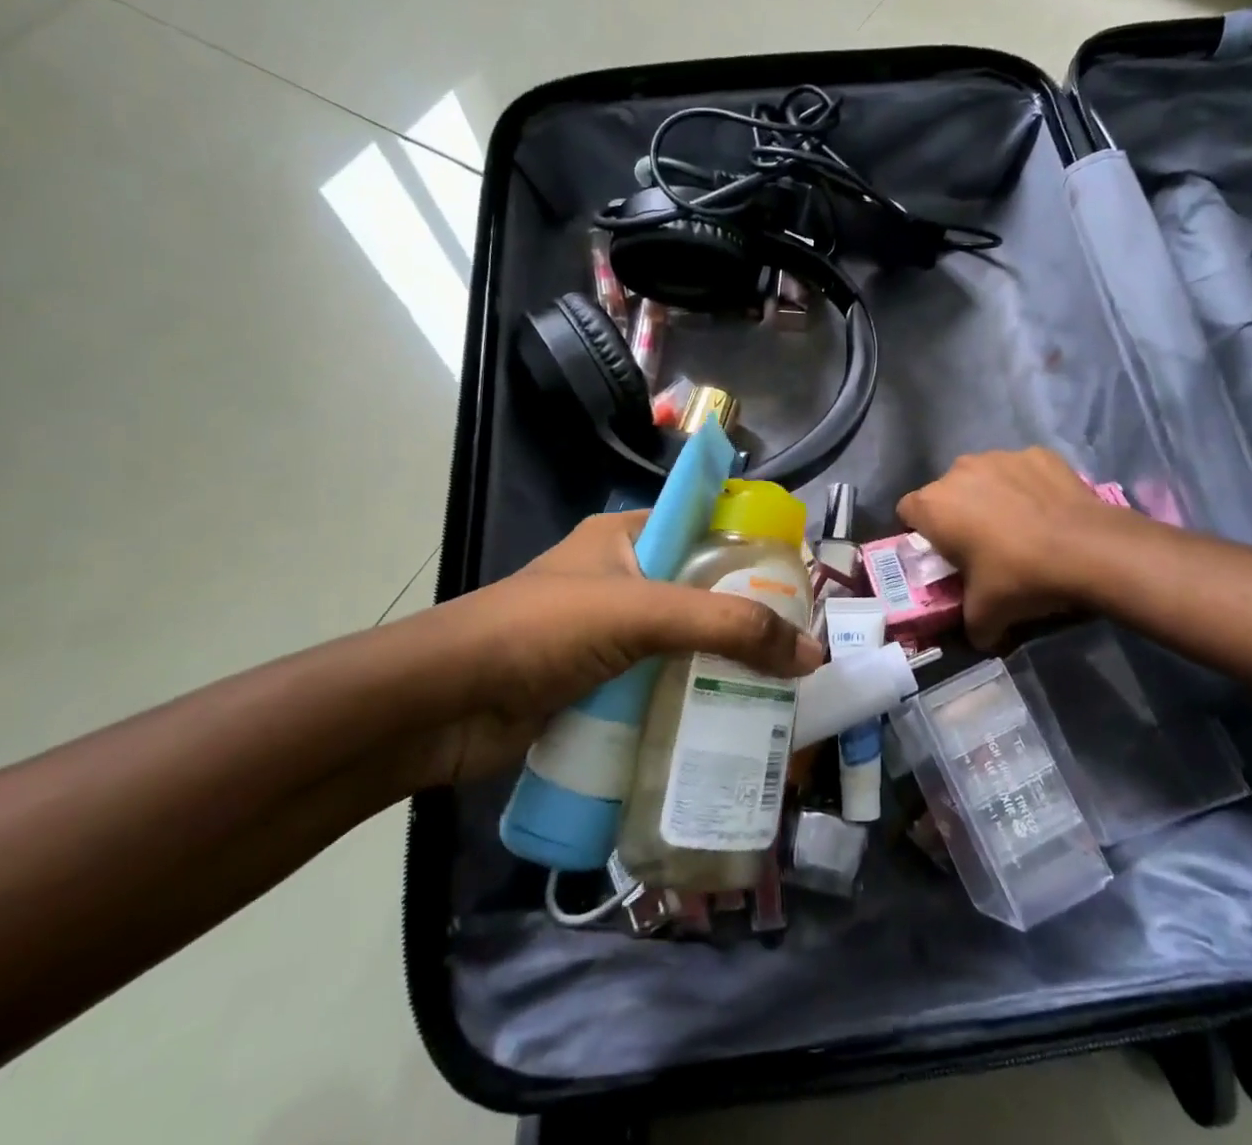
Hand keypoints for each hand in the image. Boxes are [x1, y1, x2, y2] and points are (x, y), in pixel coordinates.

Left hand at [405, 512, 822, 784]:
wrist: (439, 707)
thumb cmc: (540, 631)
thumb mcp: (641, 612)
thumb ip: (726, 626)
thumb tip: (811, 654)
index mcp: (627, 537)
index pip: (706, 527)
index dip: (753, 549)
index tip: (801, 583)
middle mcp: (622, 579)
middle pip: (701, 592)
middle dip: (746, 619)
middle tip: (800, 649)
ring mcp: (609, 636)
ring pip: (683, 645)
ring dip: (721, 667)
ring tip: (781, 692)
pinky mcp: (599, 685)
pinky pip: (659, 686)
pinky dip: (690, 701)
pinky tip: (730, 723)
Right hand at [897, 448, 1132, 647]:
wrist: (1089, 549)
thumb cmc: (1021, 577)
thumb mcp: (987, 615)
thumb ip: (971, 625)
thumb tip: (978, 637)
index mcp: (934, 505)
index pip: (907, 511)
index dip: (921, 533)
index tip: (942, 552)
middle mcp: (959, 471)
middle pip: (946, 492)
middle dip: (958, 513)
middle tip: (982, 544)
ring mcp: (999, 457)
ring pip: (984, 477)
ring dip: (991, 496)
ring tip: (1020, 526)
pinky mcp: (1037, 454)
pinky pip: (1021, 471)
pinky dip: (1028, 486)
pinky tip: (1047, 511)